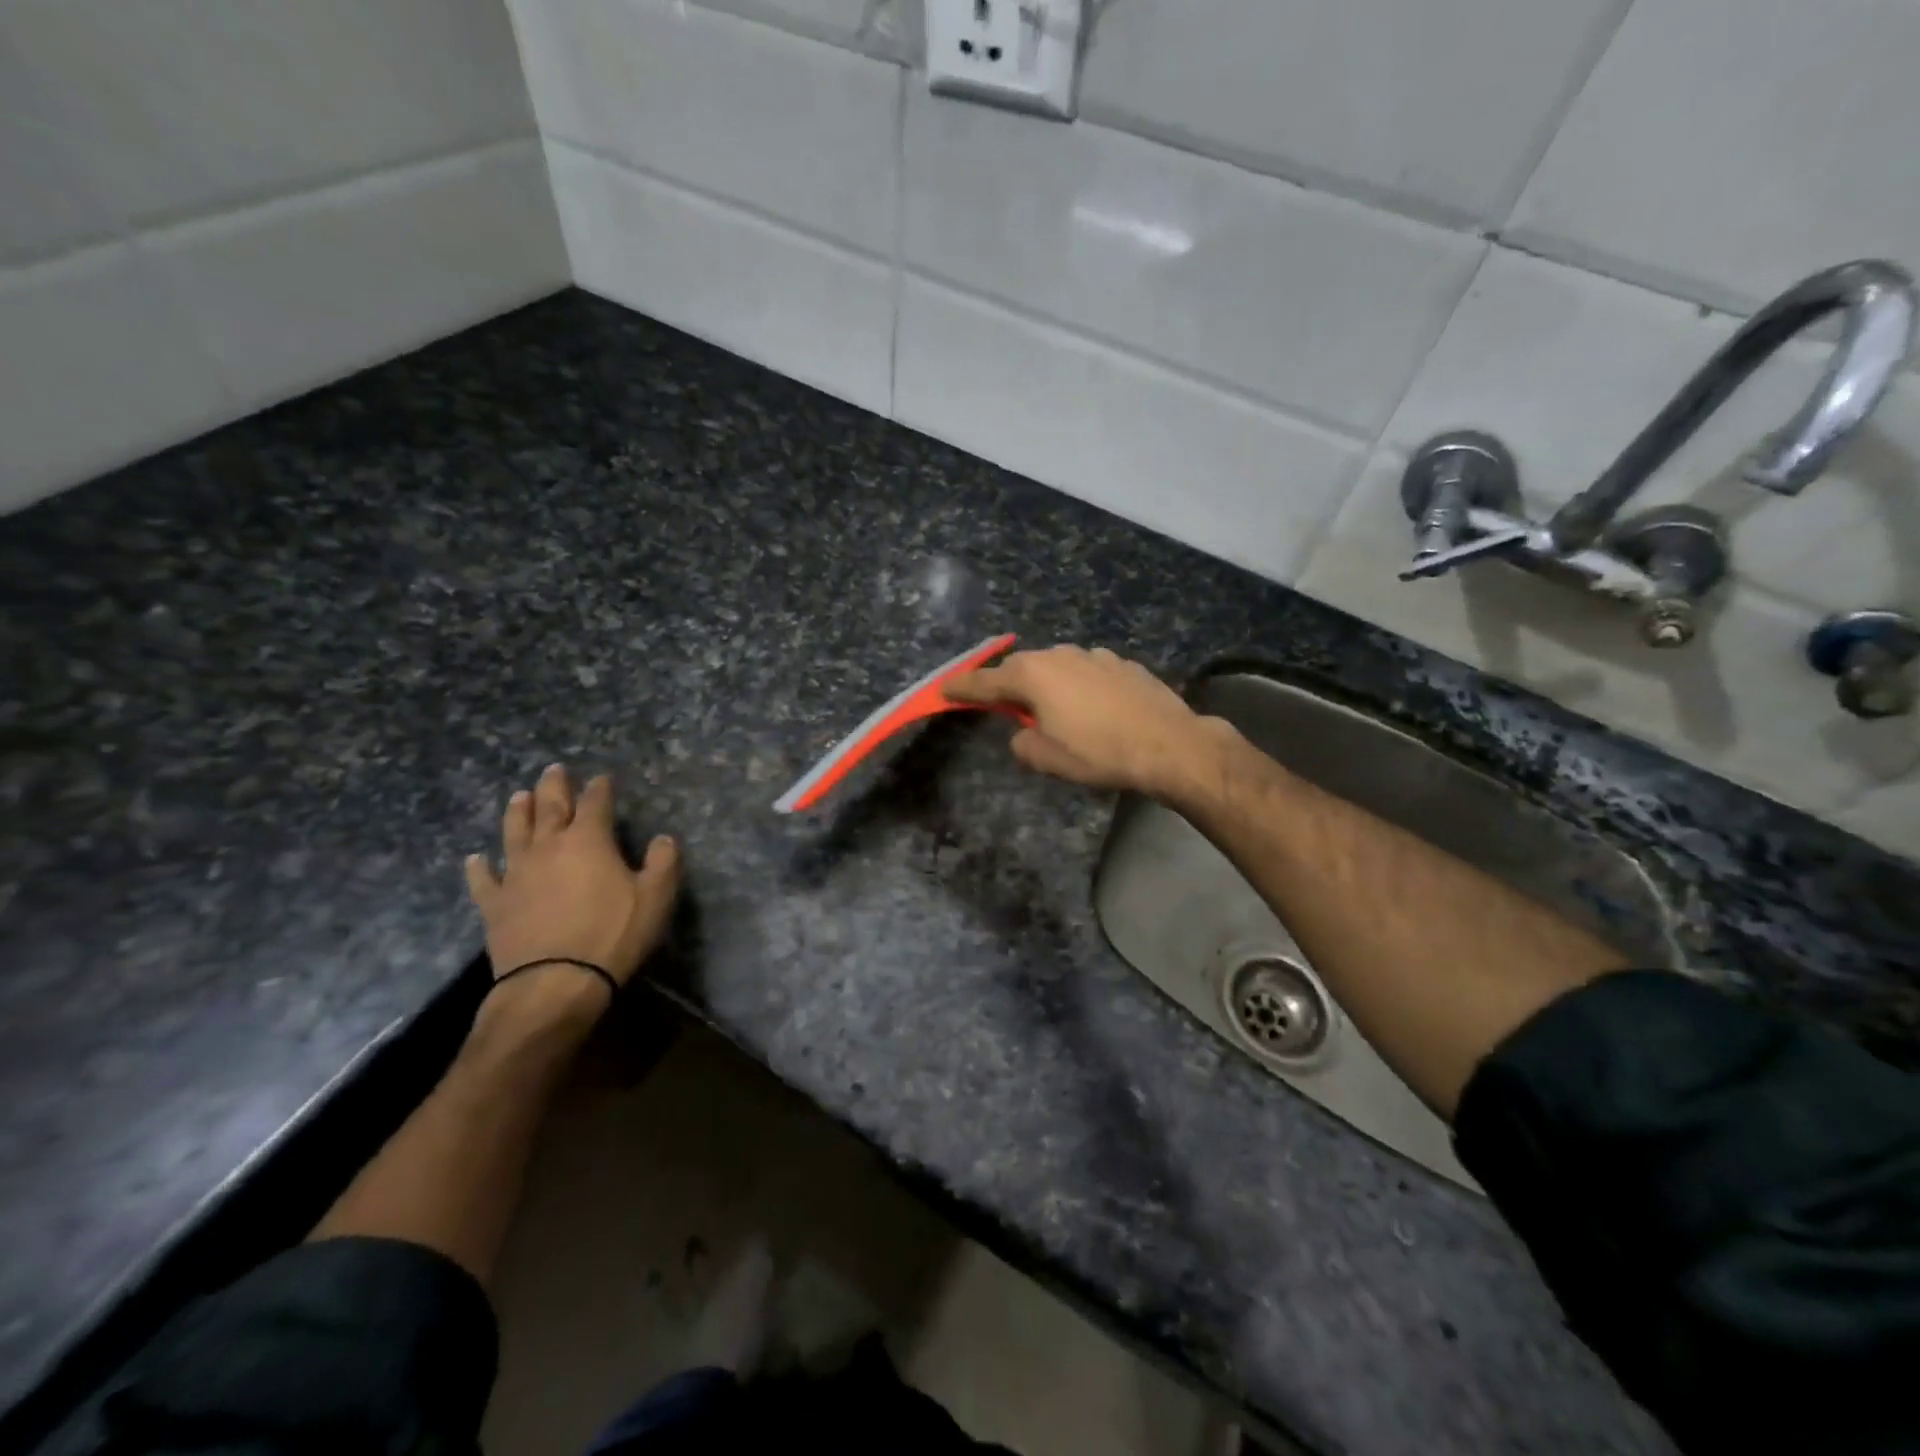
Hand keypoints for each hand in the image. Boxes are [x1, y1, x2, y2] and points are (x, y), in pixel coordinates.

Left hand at [465, 765, 681, 1016]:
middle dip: (554, 786)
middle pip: (549, 807)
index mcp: (589, 840)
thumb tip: (663, 838)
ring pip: (514, 832)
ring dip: (518, 812)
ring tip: (519, 796)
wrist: (555, 982)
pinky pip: (483, 880)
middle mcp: (548, 847)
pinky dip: (478, 867)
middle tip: (553, 769)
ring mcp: (516, 874)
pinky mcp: (495, 904)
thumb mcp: (656, 897)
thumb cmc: (612, 934)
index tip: (602, 778)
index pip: (595, 803)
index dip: (600, 788)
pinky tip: (475, 859)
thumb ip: (663, 862)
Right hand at [946, 645, 1228, 799]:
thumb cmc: (1100, 753)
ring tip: (1054, 711)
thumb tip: (1024, 734)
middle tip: (1004, 706)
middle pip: (1021, 668)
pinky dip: (1079, 687)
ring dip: (1048, 685)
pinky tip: (1093, 709)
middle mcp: (1060, 656)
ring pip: (1057, 667)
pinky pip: (1087, 672)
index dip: (962, 688)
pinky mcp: (1123, 664)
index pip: (985, 682)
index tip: (944, 690)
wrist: (1170, 745)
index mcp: (1033, 676)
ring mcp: (1095, 655)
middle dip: (1009, 685)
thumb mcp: (1048, 759)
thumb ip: (1022, 743)